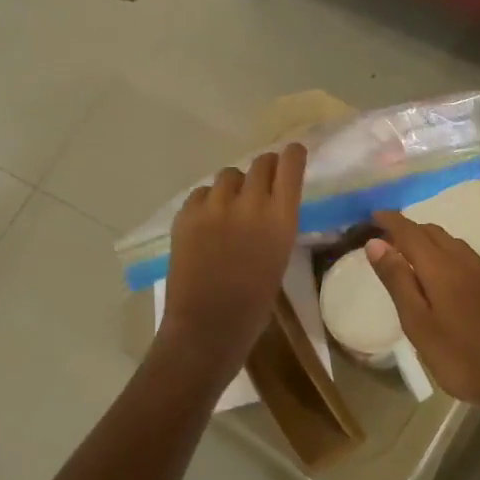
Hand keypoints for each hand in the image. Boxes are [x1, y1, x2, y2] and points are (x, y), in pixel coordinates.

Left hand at [158, 144, 306, 373]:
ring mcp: (214, 207)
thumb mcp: (279, 255)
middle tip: (262, 182)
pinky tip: (208, 222)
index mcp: (280, 218)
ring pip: (228, 175)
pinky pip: (201, 193)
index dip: (293, 155)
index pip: (290, 166)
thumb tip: (270, 203)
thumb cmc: (255, 302)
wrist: (208, 326)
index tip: (293, 153)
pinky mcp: (186, 215)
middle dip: (264, 169)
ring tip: (231, 207)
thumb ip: (276, 222)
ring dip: (234, 185)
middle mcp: (249, 203)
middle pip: (260, 163)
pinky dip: (207, 201)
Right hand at [365, 211, 479, 415]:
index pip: (410, 232)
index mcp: (441, 267)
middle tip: (387, 237)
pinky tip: (445, 274)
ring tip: (411, 253)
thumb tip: (376, 243)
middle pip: (433, 232)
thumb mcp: (419, 324)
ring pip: (453, 243)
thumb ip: (398, 281)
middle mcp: (465, 261)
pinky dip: (447, 254)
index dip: (391, 221)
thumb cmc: (461, 357)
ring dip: (429, 240)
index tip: (373, 215)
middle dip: (409, 229)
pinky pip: (467, 257)